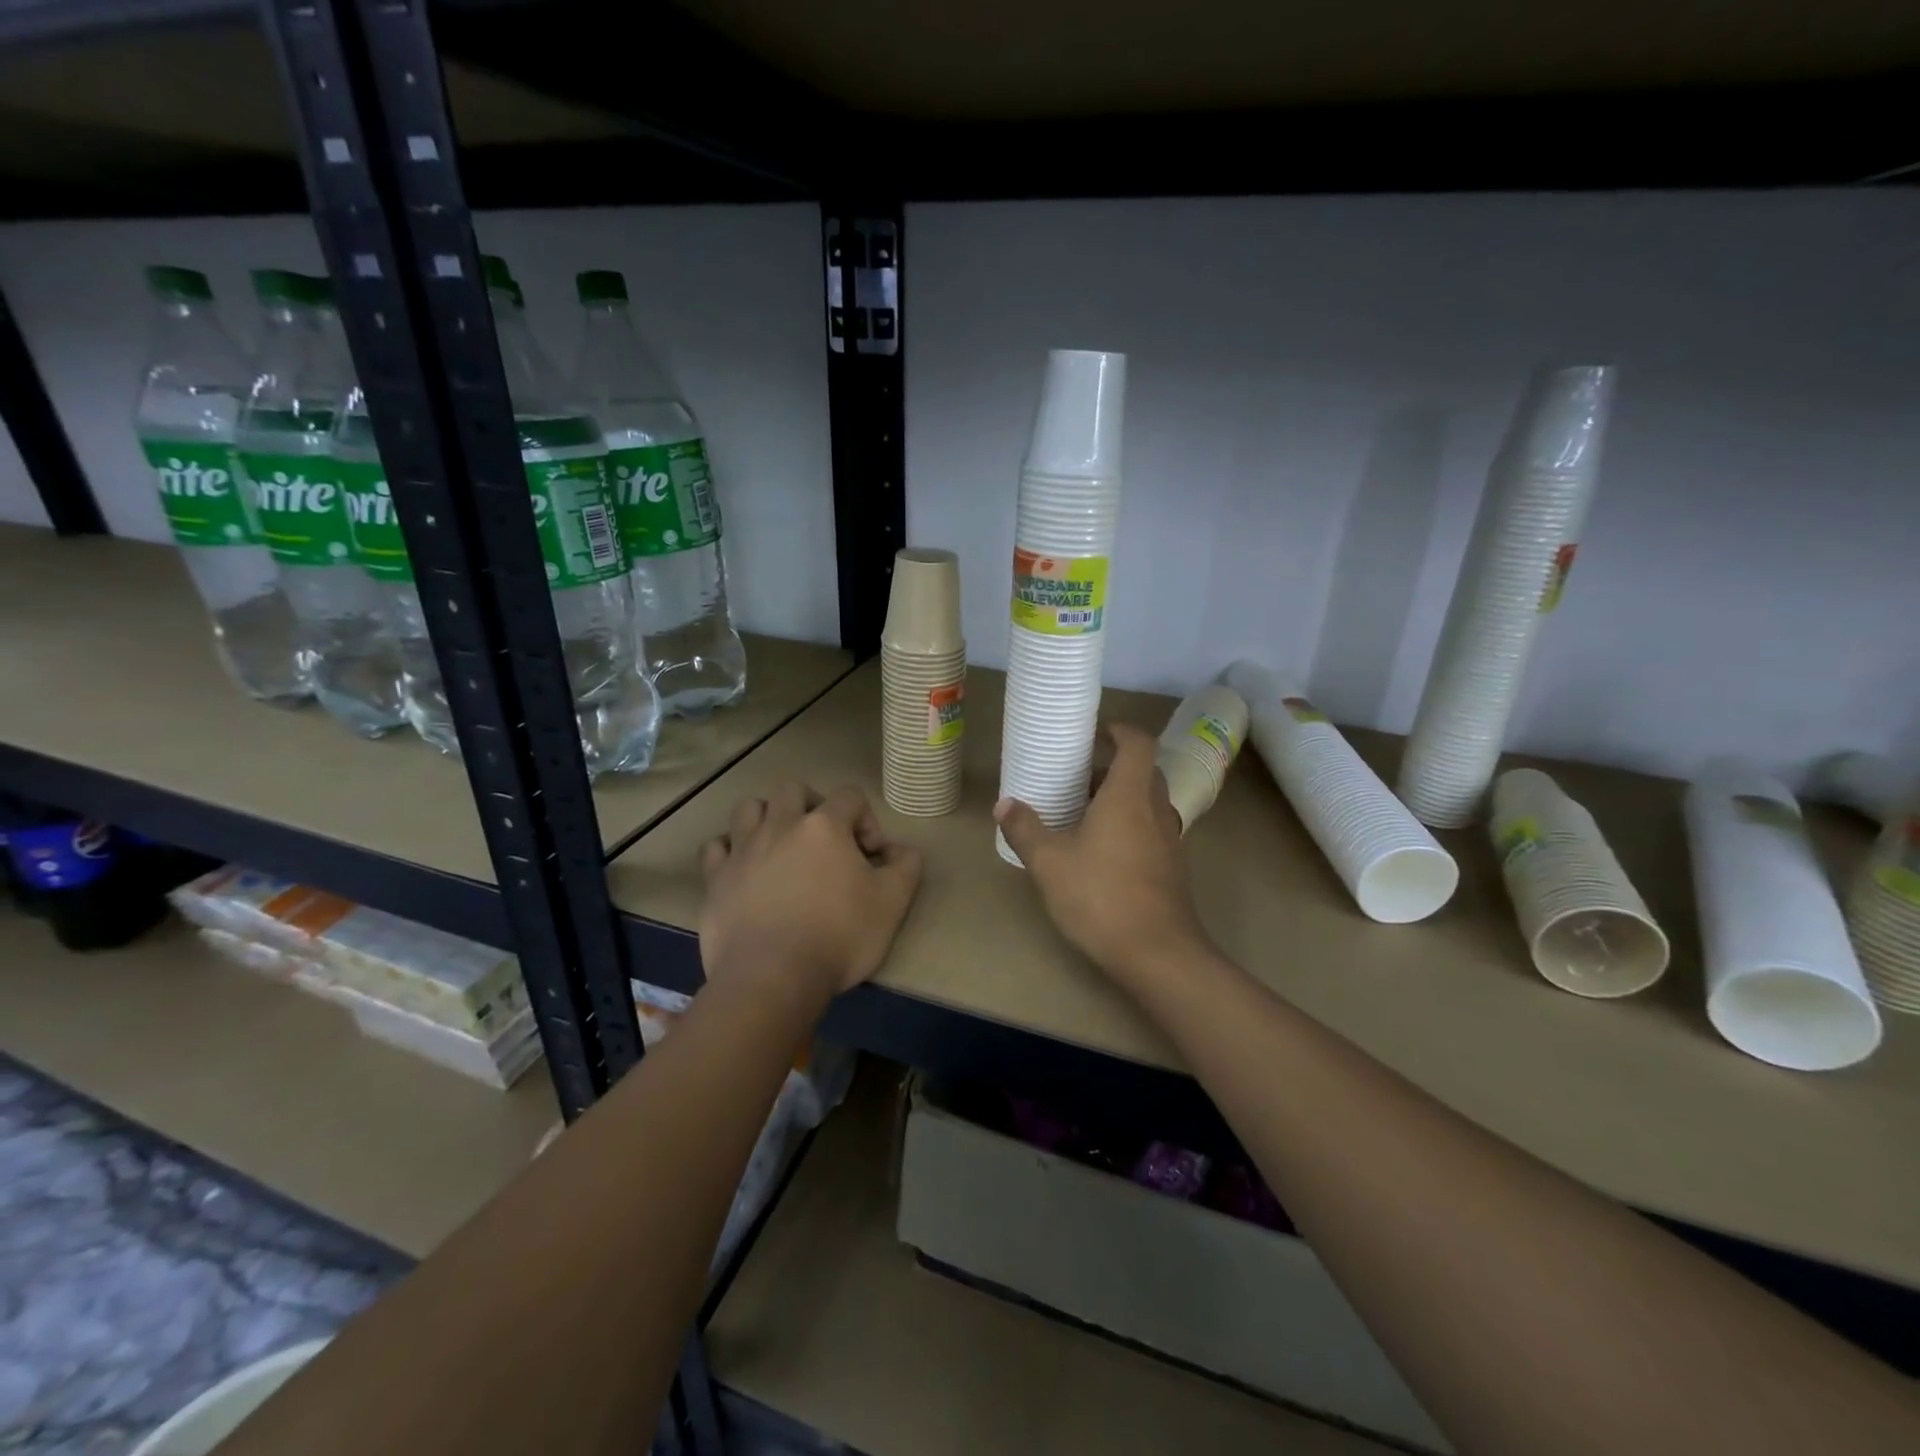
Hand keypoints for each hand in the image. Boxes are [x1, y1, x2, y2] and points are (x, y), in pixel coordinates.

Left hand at [700, 783, 924, 1001]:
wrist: (773, 977)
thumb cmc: (839, 936)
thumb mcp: (893, 903)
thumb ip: (906, 867)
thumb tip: (903, 850)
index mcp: (825, 826)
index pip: (850, 797)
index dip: (867, 821)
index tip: (872, 858)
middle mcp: (781, 825)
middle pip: (793, 789)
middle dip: (812, 806)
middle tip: (824, 841)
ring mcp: (743, 849)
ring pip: (750, 807)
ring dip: (768, 818)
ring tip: (781, 846)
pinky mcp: (716, 878)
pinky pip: (716, 846)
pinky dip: (730, 849)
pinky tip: (744, 868)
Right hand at [994, 723, 1210, 982]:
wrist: (1158, 954)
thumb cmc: (1101, 896)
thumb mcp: (1049, 862)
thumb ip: (1025, 829)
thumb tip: (1004, 804)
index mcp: (1129, 795)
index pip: (1138, 743)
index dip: (1119, 730)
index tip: (1094, 733)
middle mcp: (1155, 809)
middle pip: (1143, 771)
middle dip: (1112, 767)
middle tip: (1078, 776)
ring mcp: (1169, 839)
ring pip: (1147, 802)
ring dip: (1120, 798)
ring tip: (1083, 813)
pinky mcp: (1172, 867)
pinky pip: (1151, 829)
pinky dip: (1129, 825)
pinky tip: (1101, 852)